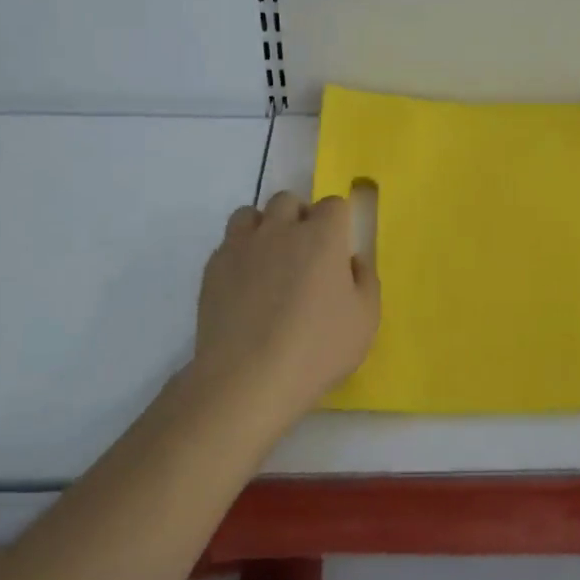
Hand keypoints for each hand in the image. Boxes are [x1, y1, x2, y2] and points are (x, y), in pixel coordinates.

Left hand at [192, 191, 379, 427]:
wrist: (247, 379)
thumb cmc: (317, 349)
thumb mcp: (365, 320)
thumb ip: (365, 280)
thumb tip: (351, 261)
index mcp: (322, 236)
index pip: (333, 204)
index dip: (337, 222)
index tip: (337, 248)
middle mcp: (281, 229)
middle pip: (288, 200)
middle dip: (299, 217)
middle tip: (305, 253)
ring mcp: (242, 246)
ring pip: (250, 214)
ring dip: (264, 227)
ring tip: (270, 260)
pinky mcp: (214, 267)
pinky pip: (228, 244)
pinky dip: (239, 254)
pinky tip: (245, 285)